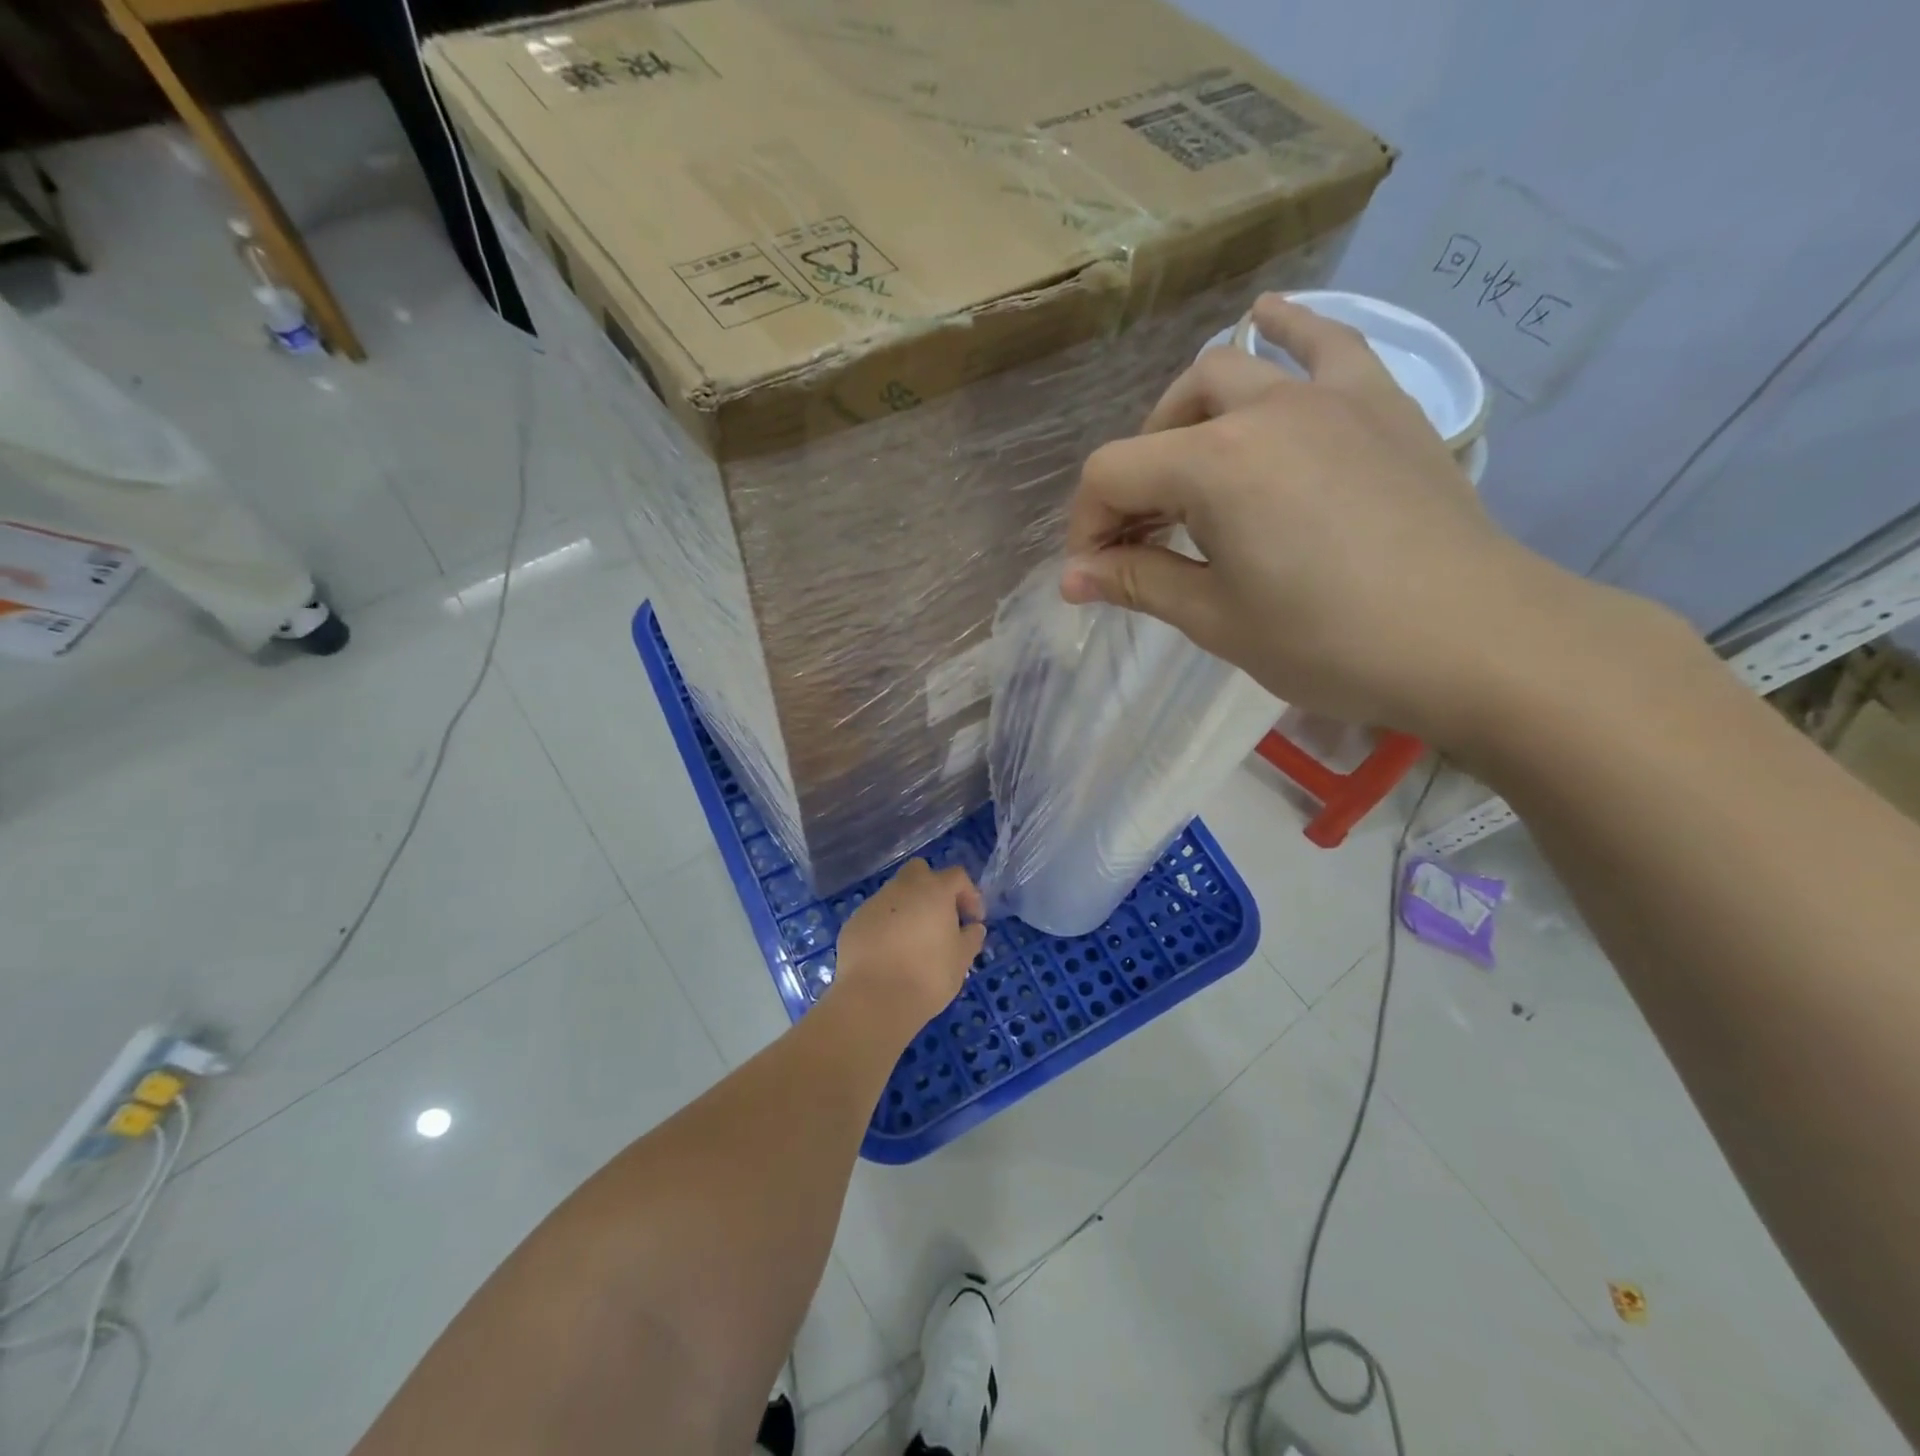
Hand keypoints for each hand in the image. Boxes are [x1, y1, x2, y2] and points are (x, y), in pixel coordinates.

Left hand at [831, 859, 986, 1037]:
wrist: (874, 999)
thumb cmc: (928, 976)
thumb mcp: (961, 960)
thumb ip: (971, 938)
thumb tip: (973, 928)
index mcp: (934, 890)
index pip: (957, 876)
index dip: (969, 895)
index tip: (973, 920)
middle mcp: (902, 887)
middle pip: (920, 871)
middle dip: (932, 888)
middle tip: (940, 918)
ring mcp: (873, 903)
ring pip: (895, 894)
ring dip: (907, 909)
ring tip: (914, 942)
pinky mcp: (853, 923)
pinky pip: (875, 916)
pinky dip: (885, 927)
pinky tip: (889, 955)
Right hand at [1059, 293, 1577, 749]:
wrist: (1473, 640)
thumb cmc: (1329, 641)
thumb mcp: (1216, 619)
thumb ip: (1139, 583)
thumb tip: (1073, 578)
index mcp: (1214, 465)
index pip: (1113, 475)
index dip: (1087, 526)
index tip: (1092, 577)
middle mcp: (1263, 409)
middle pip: (1163, 423)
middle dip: (1134, 481)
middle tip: (1142, 540)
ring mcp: (1328, 396)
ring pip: (1231, 372)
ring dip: (1188, 419)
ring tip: (1189, 468)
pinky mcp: (1380, 403)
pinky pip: (1327, 344)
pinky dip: (1288, 332)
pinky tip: (1267, 321)